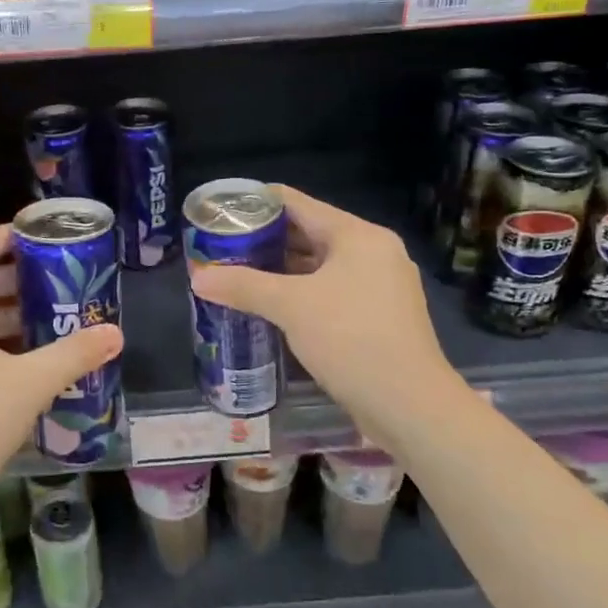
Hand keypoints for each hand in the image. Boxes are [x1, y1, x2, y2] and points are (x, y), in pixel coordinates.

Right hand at [189, 185, 460, 441]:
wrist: (410, 405)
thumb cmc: (351, 339)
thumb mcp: (290, 307)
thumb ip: (243, 286)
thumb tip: (197, 278)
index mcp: (358, 236)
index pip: (298, 203)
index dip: (257, 202)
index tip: (222, 210)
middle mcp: (374, 252)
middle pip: (309, 232)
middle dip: (265, 239)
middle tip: (223, 245)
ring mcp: (380, 286)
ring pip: (320, 265)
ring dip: (281, 269)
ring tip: (238, 272)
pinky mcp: (379, 316)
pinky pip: (331, 291)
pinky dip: (301, 292)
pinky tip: (271, 304)